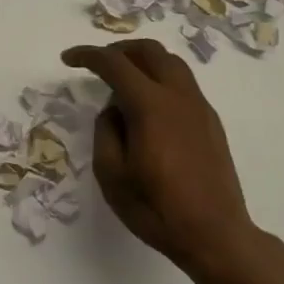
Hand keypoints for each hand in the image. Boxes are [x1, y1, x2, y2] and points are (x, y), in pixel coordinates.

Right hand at [60, 41, 259, 274]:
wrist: (216, 235)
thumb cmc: (157, 208)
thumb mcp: (112, 175)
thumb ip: (105, 132)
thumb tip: (114, 111)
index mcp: (150, 105)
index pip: (115, 63)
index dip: (88, 56)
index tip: (68, 58)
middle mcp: (178, 96)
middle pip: (149, 51)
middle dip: (119, 49)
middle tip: (98, 63)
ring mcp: (199, 107)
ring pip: (171, 63)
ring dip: (143, 61)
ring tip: (124, 81)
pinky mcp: (210, 121)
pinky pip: (183, 83)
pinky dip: (161, 79)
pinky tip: (149, 107)